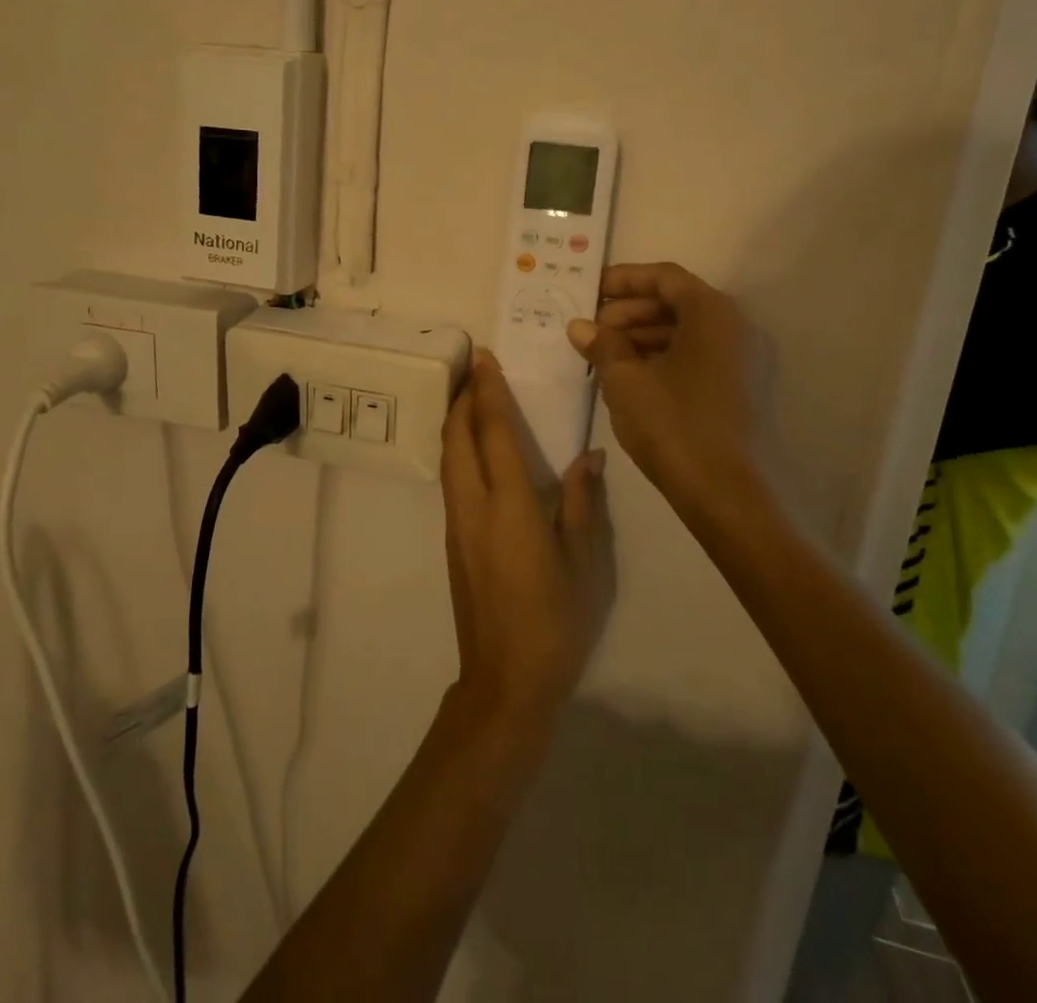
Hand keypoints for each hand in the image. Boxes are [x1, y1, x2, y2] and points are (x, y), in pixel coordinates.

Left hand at [440, 351, 613, 727]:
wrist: (505, 679)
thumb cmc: (554, 620)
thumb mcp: (584, 562)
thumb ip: (581, 503)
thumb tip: (588, 457)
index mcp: (508, 506)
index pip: (492, 433)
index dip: (487, 391)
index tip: (483, 357)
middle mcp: (473, 506)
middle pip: (456, 438)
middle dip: (462, 398)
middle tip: (473, 368)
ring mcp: (456, 524)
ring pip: (447, 457)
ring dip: (455, 422)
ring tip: (470, 398)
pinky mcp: (452, 540)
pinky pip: (450, 479)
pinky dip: (456, 449)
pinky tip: (473, 449)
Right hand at [567, 262, 759, 512]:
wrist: (728, 494)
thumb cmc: (674, 424)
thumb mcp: (626, 381)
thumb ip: (602, 345)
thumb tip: (580, 326)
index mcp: (713, 313)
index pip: (665, 278)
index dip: (624, 280)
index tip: (590, 291)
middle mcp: (736, 327)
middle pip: (677, 302)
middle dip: (630, 311)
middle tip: (593, 329)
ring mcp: (744, 359)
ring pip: (687, 331)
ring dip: (643, 336)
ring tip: (604, 354)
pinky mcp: (742, 388)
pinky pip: (698, 356)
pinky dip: (663, 357)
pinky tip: (631, 376)